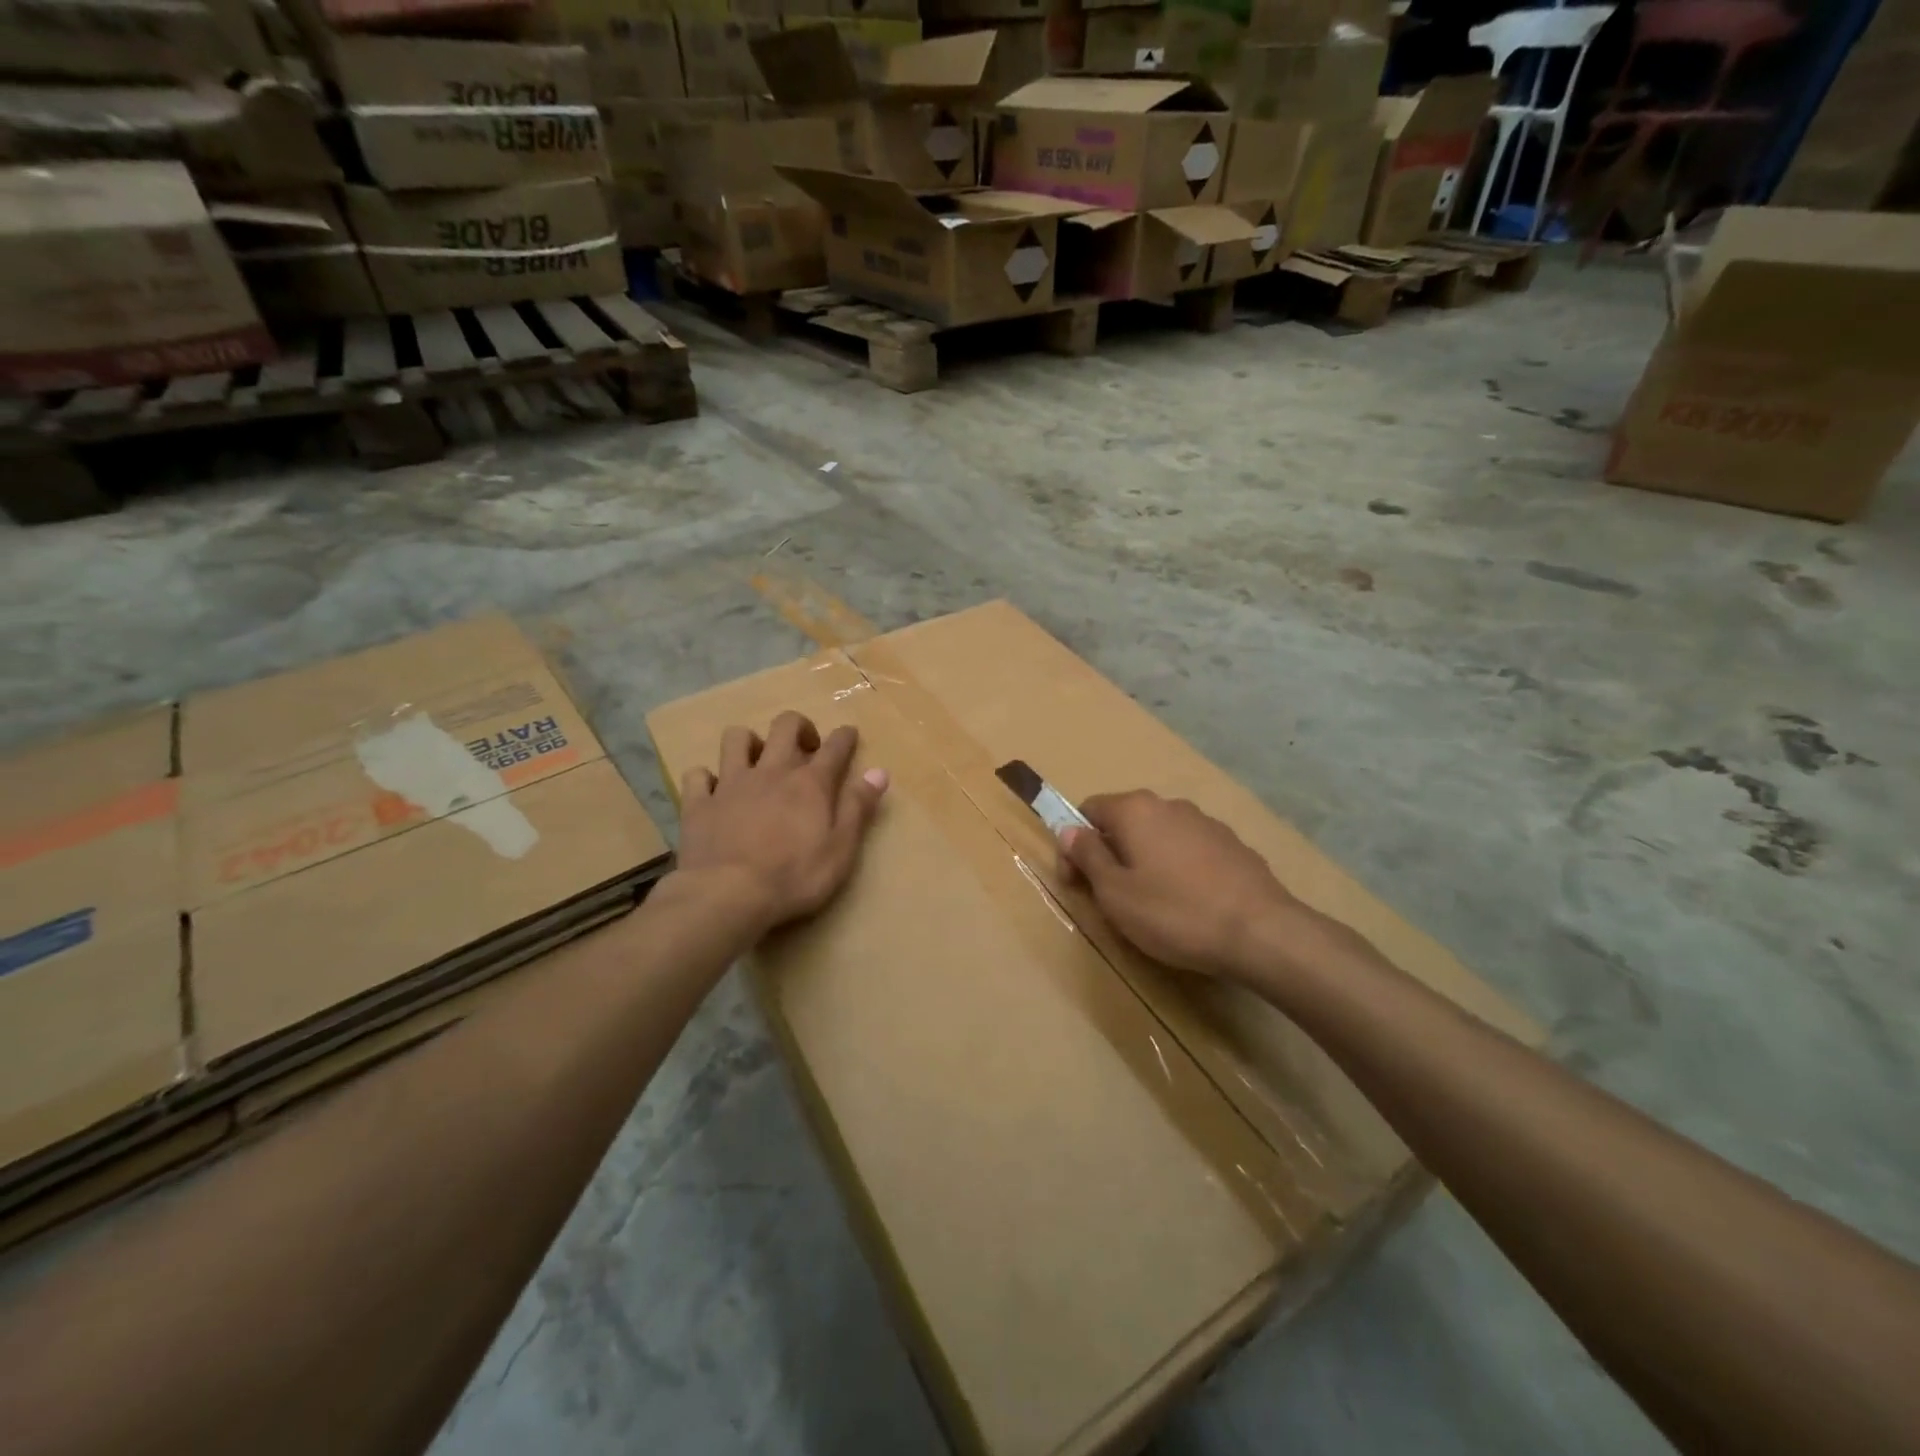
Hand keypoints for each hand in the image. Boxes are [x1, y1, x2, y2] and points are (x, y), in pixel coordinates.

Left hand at [677, 711, 888, 934]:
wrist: (727, 895)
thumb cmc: (794, 877)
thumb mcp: (840, 849)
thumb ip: (858, 808)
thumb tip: (879, 772)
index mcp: (810, 783)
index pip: (834, 747)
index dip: (845, 737)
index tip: (849, 734)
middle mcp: (771, 772)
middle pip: (784, 727)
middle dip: (799, 726)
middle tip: (805, 746)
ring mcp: (731, 784)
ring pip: (736, 739)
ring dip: (749, 742)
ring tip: (757, 760)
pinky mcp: (700, 803)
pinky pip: (698, 775)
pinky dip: (707, 778)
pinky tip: (713, 790)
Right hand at [1058, 790, 1307, 981]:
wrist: (1261, 932)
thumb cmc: (1174, 912)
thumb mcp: (1115, 892)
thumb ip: (1088, 856)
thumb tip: (1069, 830)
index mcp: (1135, 810)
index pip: (1088, 810)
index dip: (1074, 845)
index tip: (1076, 882)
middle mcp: (1170, 805)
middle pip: (1124, 822)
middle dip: (1109, 854)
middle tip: (1109, 898)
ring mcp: (1206, 823)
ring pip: (1158, 837)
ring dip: (1144, 862)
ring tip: (1150, 905)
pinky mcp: (1233, 846)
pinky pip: (1189, 851)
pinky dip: (1177, 870)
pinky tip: (1187, 904)